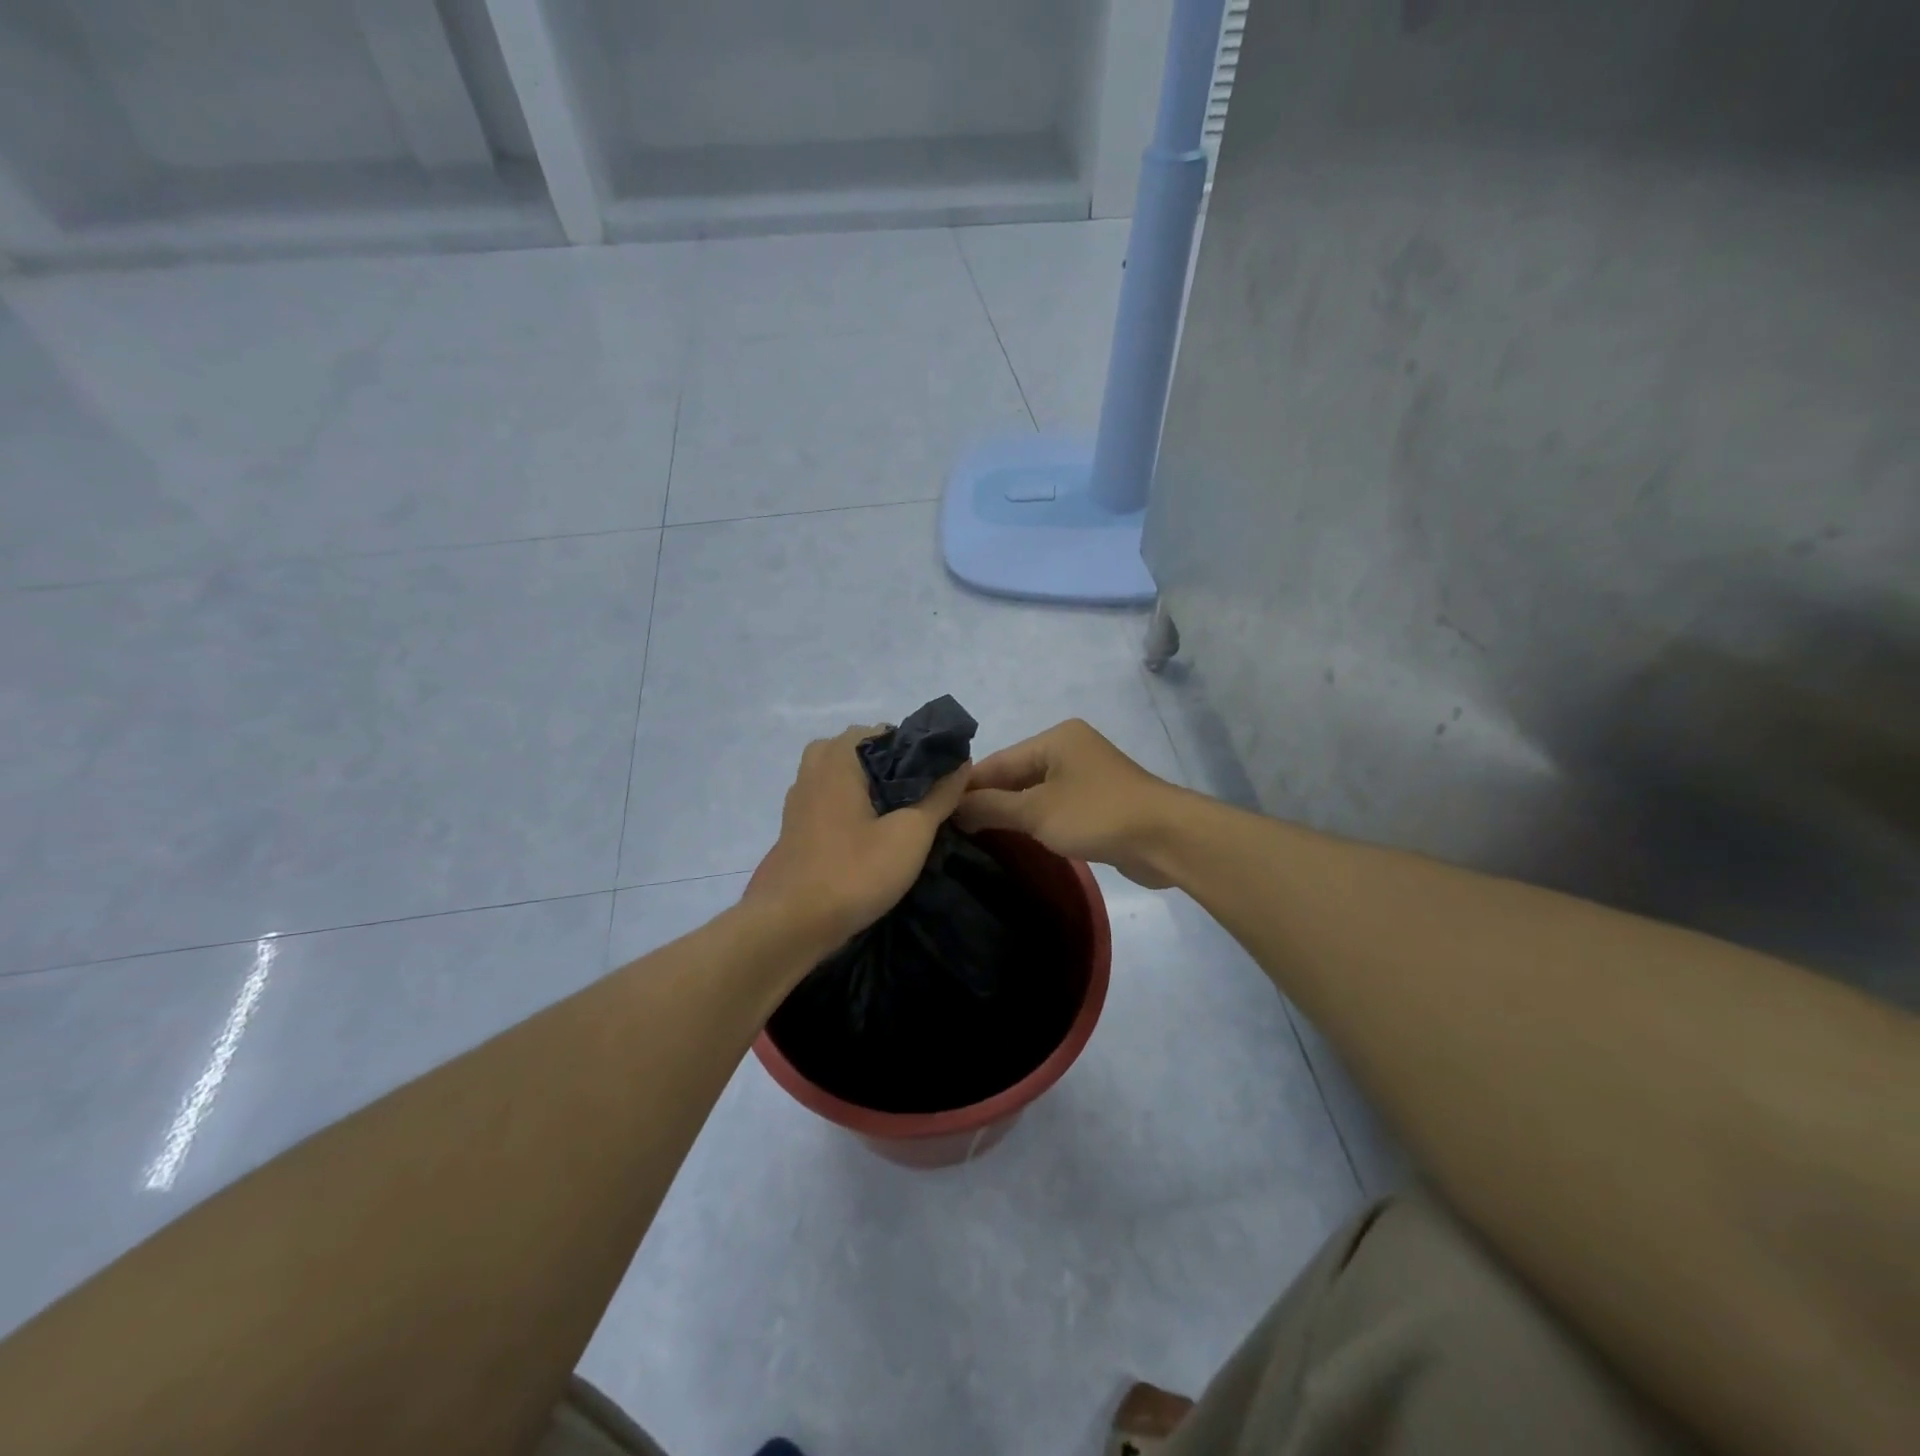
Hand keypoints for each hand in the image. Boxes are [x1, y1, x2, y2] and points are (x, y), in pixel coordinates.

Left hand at [747, 725, 968, 953]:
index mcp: (838, 757)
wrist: (789, 926)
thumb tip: (961, 761)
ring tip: (901, 818)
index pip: (885, 731)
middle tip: (921, 798)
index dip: (917, 750)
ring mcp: (799, 799)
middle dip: (893, 769)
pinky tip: (873, 837)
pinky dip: (853, 808)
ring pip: (844, 778)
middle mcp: (813, 768)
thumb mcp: (910, 834)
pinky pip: (831, 801)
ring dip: (872, 790)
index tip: (939, 778)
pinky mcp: (795, 828)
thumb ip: (939, 795)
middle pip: (862, 752)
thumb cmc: (853, 872)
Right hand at [956, 719, 1185, 886]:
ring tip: (975, 838)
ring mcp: (1086, 776)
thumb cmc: (1097, 815)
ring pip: (1035, 793)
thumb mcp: (1036, 812)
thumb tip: (952, 807)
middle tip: (953, 830)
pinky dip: (1035, 821)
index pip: (998, 761)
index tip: (938, 812)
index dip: (968, 787)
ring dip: (1010, 814)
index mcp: (1055, 738)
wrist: (1165, 839)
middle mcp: (1069, 749)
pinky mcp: (1098, 802)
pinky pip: (1054, 807)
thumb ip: (991, 807)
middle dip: (988, 802)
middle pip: (1015, 775)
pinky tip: (1014, 840)